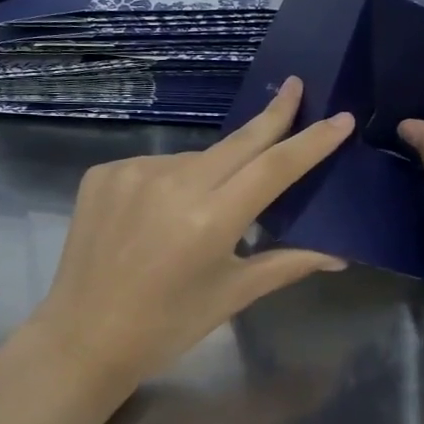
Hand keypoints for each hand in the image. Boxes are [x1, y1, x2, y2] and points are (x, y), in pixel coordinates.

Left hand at [32, 78, 354, 384]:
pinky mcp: (103, 173)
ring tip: (206, 209)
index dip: (311, 141)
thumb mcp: (232, 295)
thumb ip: (287, 263)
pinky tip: (162, 213)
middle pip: (239, 142)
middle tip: (297, 86)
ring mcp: (133, 173)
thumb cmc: (167, 326)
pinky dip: (172, 181)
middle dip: (273, 115)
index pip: (274, 168)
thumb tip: (339, 255)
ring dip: (215, 169)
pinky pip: (156, 166)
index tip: (340, 118)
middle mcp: (173, 184)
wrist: (83, 338)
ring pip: (196, 158)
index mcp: (211, 220)